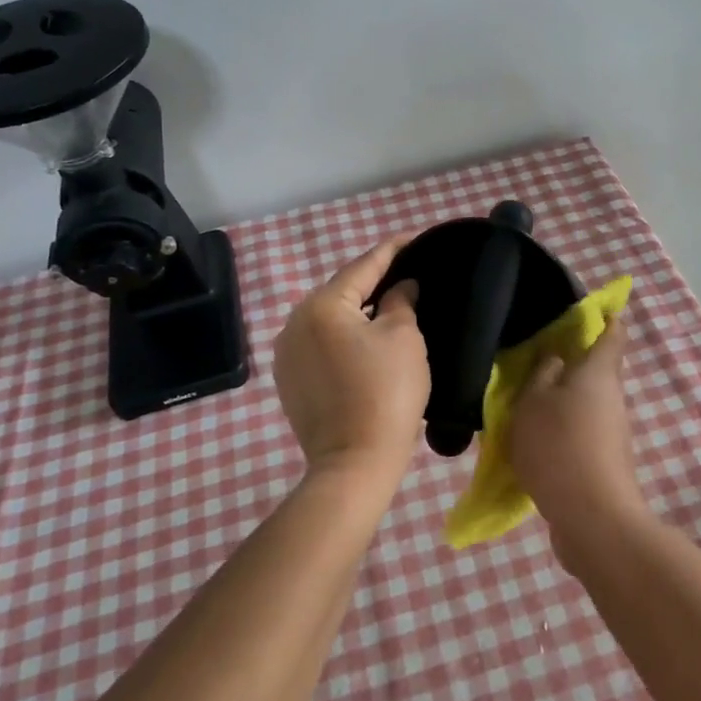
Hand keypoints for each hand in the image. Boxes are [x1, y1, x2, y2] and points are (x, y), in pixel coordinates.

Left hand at [273, 239, 428, 492]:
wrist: (355, 463)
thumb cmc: (386, 392)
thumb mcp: (404, 338)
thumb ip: (400, 301)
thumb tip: (400, 287)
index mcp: (322, 305)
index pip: (363, 266)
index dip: (392, 250)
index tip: (413, 238)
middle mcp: (294, 322)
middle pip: (341, 291)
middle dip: (373, 282)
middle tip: (406, 275)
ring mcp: (286, 353)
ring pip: (329, 319)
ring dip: (357, 311)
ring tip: (389, 306)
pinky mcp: (289, 380)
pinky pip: (320, 344)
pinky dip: (343, 337)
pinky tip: (365, 342)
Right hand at [505, 317, 646, 567]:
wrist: (593, 520)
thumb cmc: (559, 447)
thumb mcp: (533, 403)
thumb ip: (540, 376)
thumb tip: (555, 359)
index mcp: (599, 372)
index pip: (612, 332)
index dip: (603, 316)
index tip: (586, 309)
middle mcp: (612, 398)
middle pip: (595, 370)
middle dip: (568, 364)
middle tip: (532, 361)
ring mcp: (612, 434)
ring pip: (584, 405)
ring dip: (560, 403)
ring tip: (523, 406)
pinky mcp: (604, 464)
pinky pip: (580, 435)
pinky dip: (560, 433)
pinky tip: (532, 444)